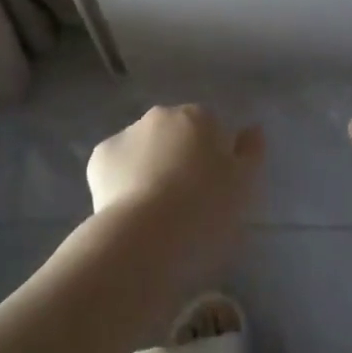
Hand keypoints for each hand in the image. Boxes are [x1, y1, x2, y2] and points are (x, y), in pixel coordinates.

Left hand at [86, 105, 263, 293]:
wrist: (146, 237)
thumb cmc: (205, 210)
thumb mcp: (244, 186)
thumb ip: (251, 152)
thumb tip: (252, 129)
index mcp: (199, 117)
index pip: (210, 130)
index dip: (213, 159)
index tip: (212, 191)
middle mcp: (162, 115)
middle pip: (174, 134)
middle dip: (178, 158)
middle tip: (184, 202)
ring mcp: (127, 133)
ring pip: (143, 149)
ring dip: (149, 168)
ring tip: (154, 212)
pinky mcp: (99, 158)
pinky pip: (115, 167)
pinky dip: (120, 181)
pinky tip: (128, 211)